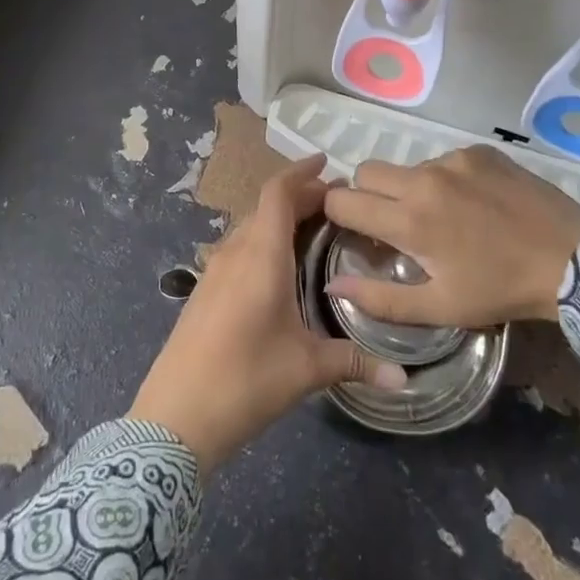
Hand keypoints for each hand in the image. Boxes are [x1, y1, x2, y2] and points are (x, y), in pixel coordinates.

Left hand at [129, 156, 406, 471]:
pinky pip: (238, 248)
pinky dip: (263, 240)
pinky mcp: (205, 290)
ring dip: (279, 219)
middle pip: (266, 206)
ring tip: (313, 230)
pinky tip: (280, 267)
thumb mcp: (307, 369)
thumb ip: (356, 363)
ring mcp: (214, 270)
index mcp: (261, 255)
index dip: (301, 172)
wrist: (175, 416)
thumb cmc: (246, 379)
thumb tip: (405, 379)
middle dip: (299, 196)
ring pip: (250, 226)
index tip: (328, 163)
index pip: (278, 193)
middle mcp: (235, 251)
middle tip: (336, 205)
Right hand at [323, 146, 579, 326]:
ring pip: (406, 166)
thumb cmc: (501, 290)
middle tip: (392, 222)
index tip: (354, 230)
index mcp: (409, 219)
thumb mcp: (440, 307)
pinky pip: (442, 160)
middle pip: (367, 171)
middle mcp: (424, 179)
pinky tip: (473, 204)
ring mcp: (454, 160)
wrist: (575, 262)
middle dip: (367, 194)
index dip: (338, 214)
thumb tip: (332, 285)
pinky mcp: (479, 151)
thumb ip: (380, 298)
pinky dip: (445, 180)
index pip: (343, 199)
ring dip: (410, 188)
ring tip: (443, 216)